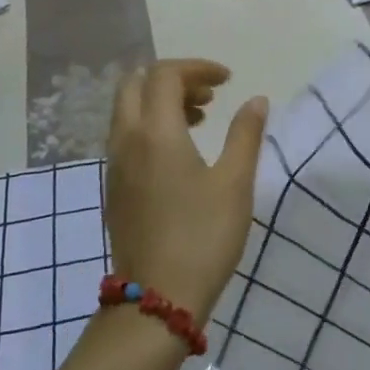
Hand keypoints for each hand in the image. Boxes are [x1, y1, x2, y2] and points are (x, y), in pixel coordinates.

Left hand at [105, 60, 267, 323]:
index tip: (229, 81)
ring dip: (161, 102)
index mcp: (155, 132)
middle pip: (136, 84)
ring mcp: (114, 166)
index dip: (197, 68)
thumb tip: (255, 100)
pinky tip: (181, 153)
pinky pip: (127, 136)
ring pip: (129, 110)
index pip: (165, 74)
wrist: (156, 300)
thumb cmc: (202, 237)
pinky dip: (151, 126)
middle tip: (210, 96)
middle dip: (173, 79)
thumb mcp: (235, 183)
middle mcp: (126, 140)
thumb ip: (246, 135)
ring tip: (201, 120)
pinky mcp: (114, 188)